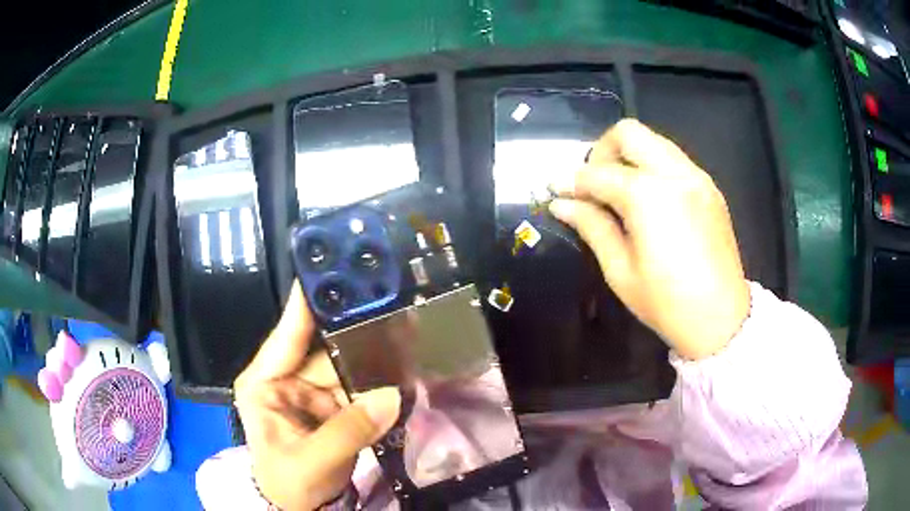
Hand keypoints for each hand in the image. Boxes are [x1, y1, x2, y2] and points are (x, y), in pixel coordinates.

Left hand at [233, 282, 400, 509]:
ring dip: (372, 357)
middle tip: (387, 306)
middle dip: (355, 333)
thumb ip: (349, 430)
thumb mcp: (312, 461)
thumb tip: (391, 396)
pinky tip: (401, 364)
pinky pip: (358, 387)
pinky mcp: (333, 406)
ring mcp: (312, 393)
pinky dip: (378, 381)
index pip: (285, 336)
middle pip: (324, 350)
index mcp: (264, 383)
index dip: (306, 304)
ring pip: (346, 367)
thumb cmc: (289, 482)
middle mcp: (287, 379)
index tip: (328, 269)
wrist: (303, 507)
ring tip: (404, 332)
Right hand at [550, 119, 749, 359]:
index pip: (599, 173)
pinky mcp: (710, 188)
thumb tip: (561, 204)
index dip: (572, 181)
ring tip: (618, 190)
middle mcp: (675, 174)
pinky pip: (673, 160)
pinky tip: (648, 200)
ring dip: (629, 156)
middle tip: (592, 183)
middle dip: (602, 151)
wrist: (722, 320)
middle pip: (629, 133)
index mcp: (649, 196)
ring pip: (654, 141)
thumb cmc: (667, 303)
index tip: (556, 191)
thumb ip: (592, 226)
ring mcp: (697, 177)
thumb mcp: (621, 271)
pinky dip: (653, 167)